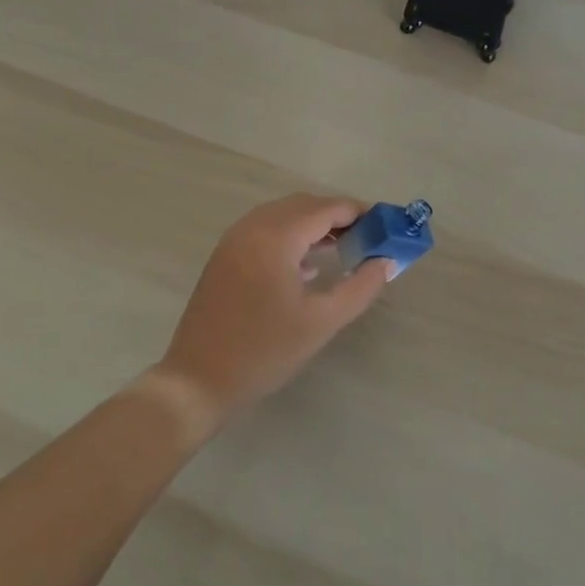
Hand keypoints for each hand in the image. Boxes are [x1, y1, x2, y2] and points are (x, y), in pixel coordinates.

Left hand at [153, 194, 394, 426]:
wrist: (198, 379)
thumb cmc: (264, 351)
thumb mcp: (321, 322)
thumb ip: (360, 287)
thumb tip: (386, 262)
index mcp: (275, 237)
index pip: (324, 209)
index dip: (357, 212)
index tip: (385, 224)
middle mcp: (251, 228)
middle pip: (302, 206)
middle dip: (337, 216)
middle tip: (368, 238)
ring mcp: (233, 241)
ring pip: (281, 216)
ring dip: (313, 225)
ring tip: (344, 248)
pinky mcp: (224, 257)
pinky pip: (264, 231)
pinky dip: (290, 236)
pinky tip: (309, 265)